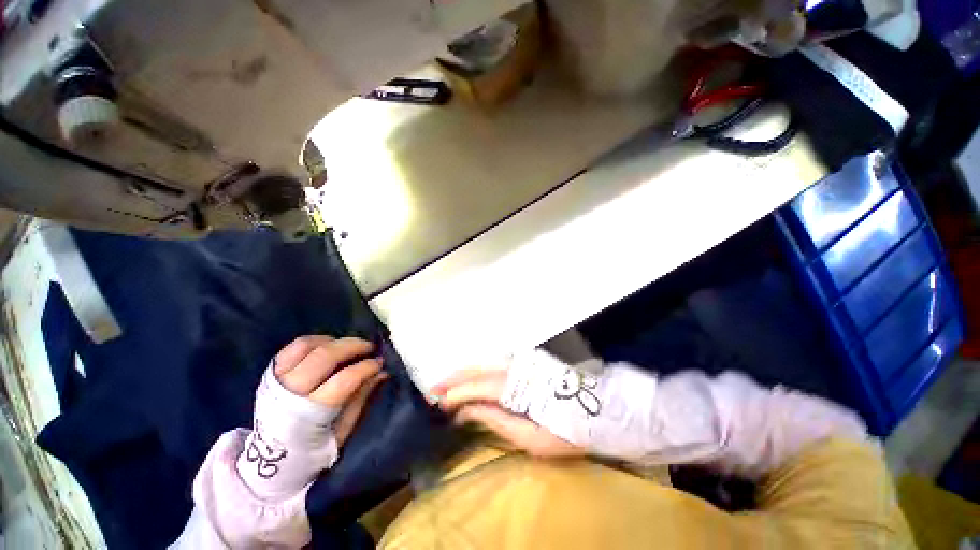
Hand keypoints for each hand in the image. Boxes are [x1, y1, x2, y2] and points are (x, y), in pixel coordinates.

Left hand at [273, 335, 387, 445]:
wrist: (269, 463)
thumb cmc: (311, 451)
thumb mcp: (342, 433)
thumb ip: (360, 400)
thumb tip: (381, 373)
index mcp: (309, 414)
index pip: (344, 379)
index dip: (366, 367)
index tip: (380, 362)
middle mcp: (290, 393)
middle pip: (325, 356)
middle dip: (353, 346)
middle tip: (370, 347)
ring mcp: (276, 381)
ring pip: (307, 346)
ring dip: (334, 341)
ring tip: (349, 346)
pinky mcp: (269, 374)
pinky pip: (292, 348)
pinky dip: (314, 341)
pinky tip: (329, 345)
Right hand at [432, 368, 583, 457]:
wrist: (596, 410)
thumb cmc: (566, 431)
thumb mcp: (531, 438)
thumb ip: (497, 420)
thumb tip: (467, 410)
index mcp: (517, 387)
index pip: (479, 387)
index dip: (458, 394)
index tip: (439, 403)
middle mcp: (516, 367)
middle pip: (478, 369)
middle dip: (454, 379)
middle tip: (432, 391)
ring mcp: (522, 361)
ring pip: (485, 362)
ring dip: (463, 372)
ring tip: (445, 384)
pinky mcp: (526, 361)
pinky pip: (494, 361)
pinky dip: (477, 368)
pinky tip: (469, 375)